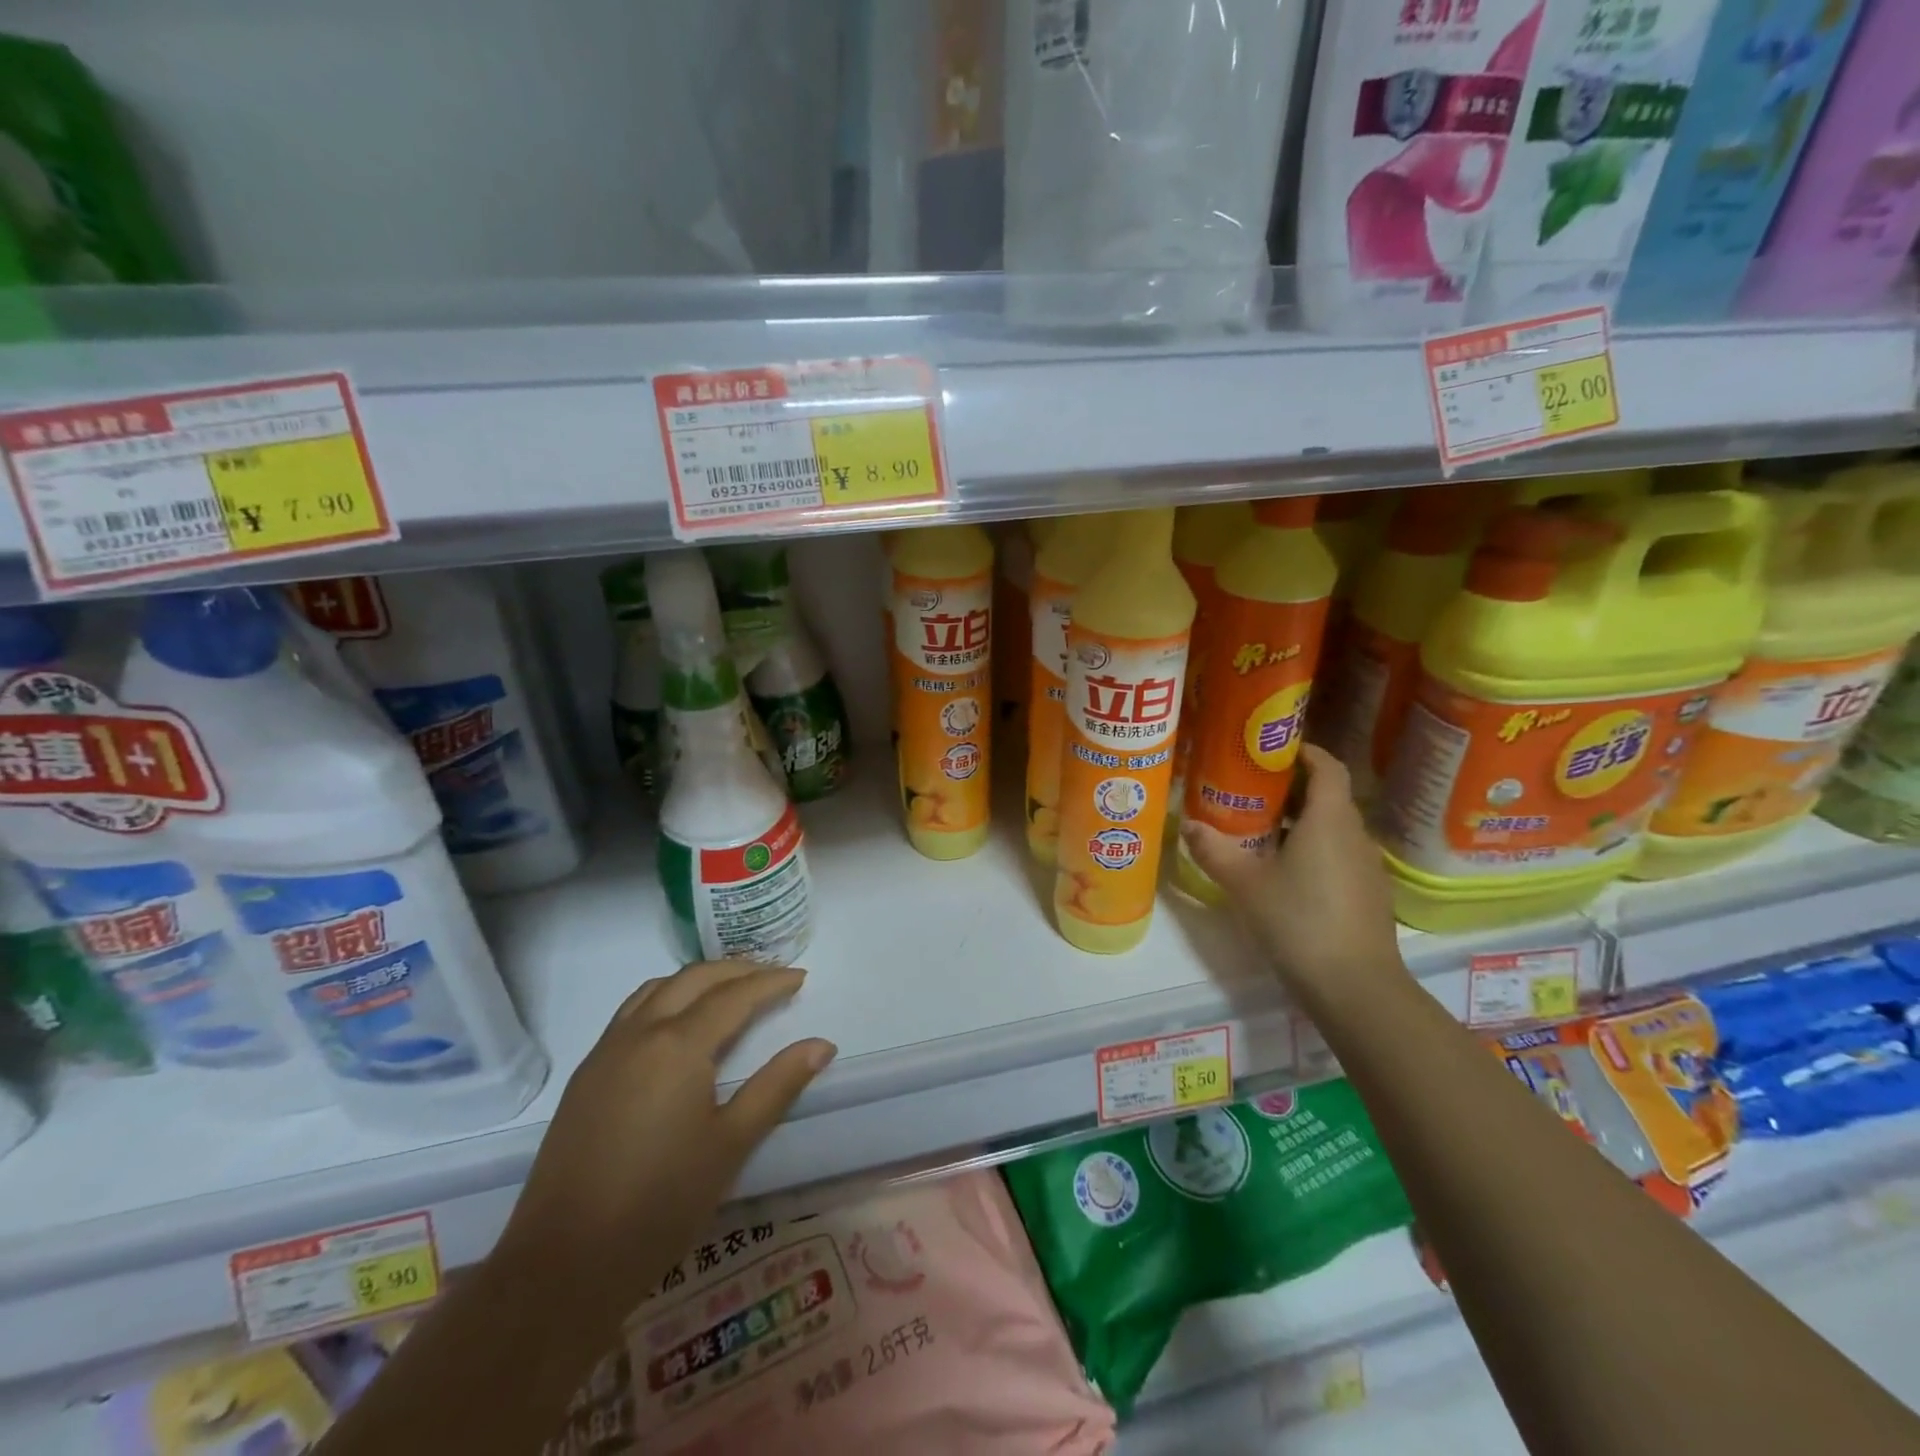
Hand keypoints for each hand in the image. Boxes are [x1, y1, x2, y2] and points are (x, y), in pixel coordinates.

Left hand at [492, 961, 834, 1327]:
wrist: (563, 1264)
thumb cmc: (660, 1204)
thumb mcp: (731, 1144)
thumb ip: (777, 1086)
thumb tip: (822, 1045)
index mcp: (678, 1045)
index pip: (734, 996)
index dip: (771, 982)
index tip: (800, 978)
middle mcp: (640, 1033)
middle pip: (694, 979)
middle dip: (737, 970)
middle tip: (772, 976)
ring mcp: (606, 1051)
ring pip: (658, 989)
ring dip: (698, 979)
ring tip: (729, 989)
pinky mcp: (586, 1074)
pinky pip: (631, 1011)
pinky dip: (665, 997)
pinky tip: (676, 1023)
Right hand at [1181, 744, 1405, 1010]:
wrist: (1355, 988)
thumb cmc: (1299, 921)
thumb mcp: (1245, 884)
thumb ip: (1214, 850)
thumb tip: (1188, 825)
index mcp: (1329, 819)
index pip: (1327, 766)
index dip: (1303, 751)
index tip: (1270, 750)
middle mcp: (1355, 835)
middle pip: (1328, 796)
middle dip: (1290, 788)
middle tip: (1249, 791)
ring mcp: (1367, 867)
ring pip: (1333, 828)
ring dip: (1300, 822)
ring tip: (1259, 832)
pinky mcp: (1369, 895)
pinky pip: (1338, 856)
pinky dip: (1313, 850)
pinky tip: (1284, 874)